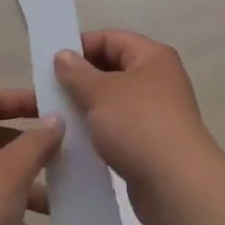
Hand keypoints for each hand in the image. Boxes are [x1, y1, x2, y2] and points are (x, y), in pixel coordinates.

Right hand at [54, 31, 224, 224]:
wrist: (176, 185)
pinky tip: (75, 140)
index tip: (49, 62)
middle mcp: (158, 80)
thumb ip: (77, 72)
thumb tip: (63, 55)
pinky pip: (118, 127)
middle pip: (112, 68)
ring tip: (56, 116)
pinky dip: (98, 130)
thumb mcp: (100, 93)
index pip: (111, 38)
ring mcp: (156, 113)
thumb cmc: (138, 126)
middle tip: (48, 90)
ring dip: (86, 106)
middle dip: (80, 78)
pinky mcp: (150, 143)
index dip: (80, 46)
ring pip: (113, 101)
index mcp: (152, 57)